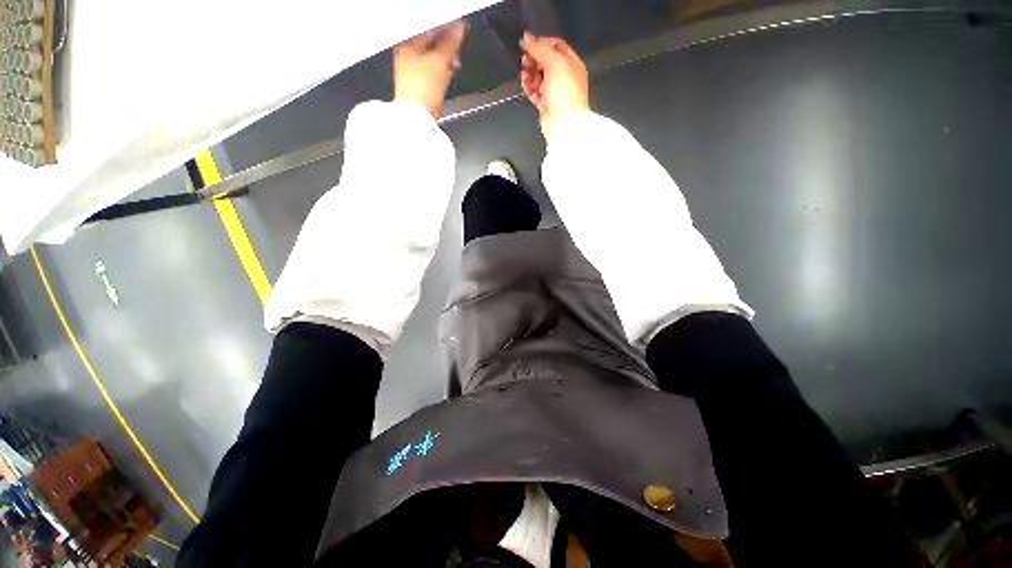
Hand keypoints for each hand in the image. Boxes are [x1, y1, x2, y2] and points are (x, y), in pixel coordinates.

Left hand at [393, 20, 466, 118]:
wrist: (419, 116)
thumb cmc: (421, 88)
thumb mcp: (439, 60)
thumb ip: (450, 43)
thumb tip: (459, 28)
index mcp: (407, 45)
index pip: (429, 30)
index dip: (445, 28)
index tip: (458, 28)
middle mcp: (408, 57)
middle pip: (431, 44)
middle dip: (446, 44)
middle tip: (458, 44)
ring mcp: (415, 72)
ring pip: (434, 58)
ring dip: (446, 58)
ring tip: (455, 60)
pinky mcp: (422, 86)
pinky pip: (435, 73)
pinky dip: (443, 71)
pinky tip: (450, 72)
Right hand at [520, 32, 589, 139]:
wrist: (564, 123)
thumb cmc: (565, 92)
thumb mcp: (555, 63)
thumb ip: (540, 49)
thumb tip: (527, 38)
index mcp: (572, 63)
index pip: (556, 46)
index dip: (541, 43)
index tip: (528, 45)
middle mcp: (564, 76)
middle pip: (545, 62)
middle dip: (533, 60)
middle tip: (524, 61)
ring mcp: (554, 91)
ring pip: (538, 77)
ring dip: (529, 74)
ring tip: (524, 76)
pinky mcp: (546, 104)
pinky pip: (535, 92)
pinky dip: (529, 88)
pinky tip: (526, 87)